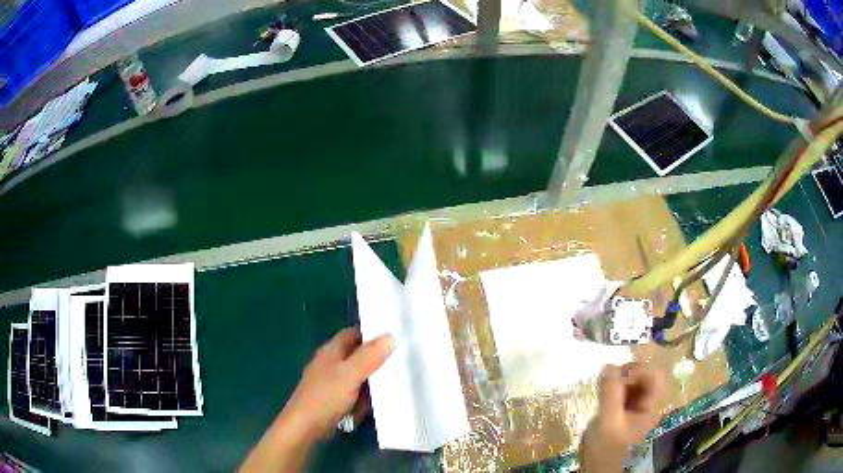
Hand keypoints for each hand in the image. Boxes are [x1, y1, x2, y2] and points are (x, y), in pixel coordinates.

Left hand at [284, 327, 393, 438]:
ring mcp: (332, 382)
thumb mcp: (350, 374)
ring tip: (396, 383)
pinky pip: (355, 393)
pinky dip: (364, 397)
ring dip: (372, 381)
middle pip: (357, 356)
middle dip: (377, 360)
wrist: (305, 426)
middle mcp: (331, 363)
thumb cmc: (326, 396)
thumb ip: (369, 356)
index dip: (372, 333)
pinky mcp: (334, 399)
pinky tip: (376, 403)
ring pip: (358, 376)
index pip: (353, 334)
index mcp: (331, 351)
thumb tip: (389, 336)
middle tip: (402, 362)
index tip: (395, 337)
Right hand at [579, 363, 665, 472]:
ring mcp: (636, 411)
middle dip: (628, 373)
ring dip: (619, 381)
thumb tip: (608, 365)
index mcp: (650, 407)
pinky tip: (603, 397)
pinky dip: (614, 391)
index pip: (656, 376)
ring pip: (634, 385)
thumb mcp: (607, 421)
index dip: (639, 370)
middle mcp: (647, 406)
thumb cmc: (606, 451)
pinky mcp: (624, 416)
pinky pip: (624, 395)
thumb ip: (610, 393)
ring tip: (603, 387)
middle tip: (608, 379)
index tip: (617, 376)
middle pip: (646, 378)